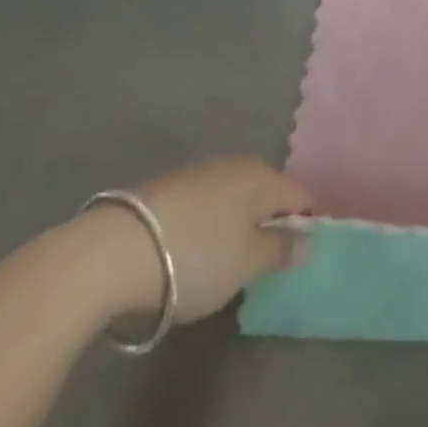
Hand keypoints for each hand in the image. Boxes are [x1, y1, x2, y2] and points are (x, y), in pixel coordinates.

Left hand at [74, 155, 312, 324]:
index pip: (302, 194)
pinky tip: (198, 245)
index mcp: (264, 176)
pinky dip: (213, 219)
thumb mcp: (246, 264)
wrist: (117, 249)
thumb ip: (281, 250)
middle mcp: (238, 162)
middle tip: (268, 259)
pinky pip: (209, 199)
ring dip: (241, 218)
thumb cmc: (196, 256)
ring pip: (237, 192)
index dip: (310, 221)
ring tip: (231, 256)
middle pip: (269, 190)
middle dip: (273, 218)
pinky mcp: (172, 183)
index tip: (306, 252)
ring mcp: (203, 169)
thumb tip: (308, 239)